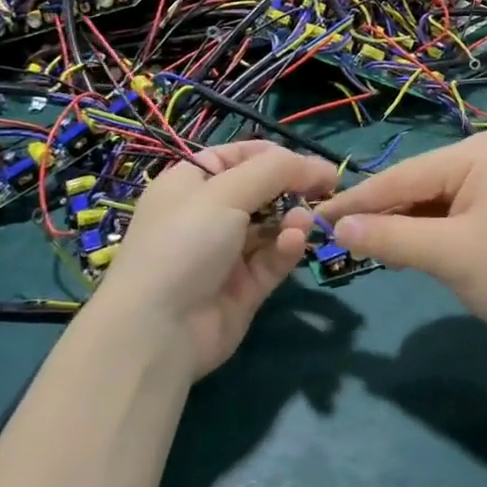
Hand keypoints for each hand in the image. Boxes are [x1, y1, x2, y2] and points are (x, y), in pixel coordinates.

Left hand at [97, 141, 337, 380]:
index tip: (311, 161)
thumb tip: (315, 165)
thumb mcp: (225, 192)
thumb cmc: (184, 243)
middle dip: (293, 187)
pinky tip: (295, 242)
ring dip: (293, 218)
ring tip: (306, 220)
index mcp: (191, 184)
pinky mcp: (244, 287)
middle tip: (328, 187)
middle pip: (261, 190)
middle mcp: (207, 215)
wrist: (158, 331)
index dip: (275, 155)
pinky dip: (287, 248)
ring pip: (272, 225)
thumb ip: (274, 171)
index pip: (238, 157)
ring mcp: (226, 253)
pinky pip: (273, 258)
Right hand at [317, 134, 486, 352]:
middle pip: (415, 186)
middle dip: (381, 216)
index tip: (314, 217)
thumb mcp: (446, 255)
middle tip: (337, 242)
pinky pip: (449, 214)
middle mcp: (484, 156)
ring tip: (370, 254)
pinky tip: (406, 254)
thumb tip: (335, 228)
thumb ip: (389, 238)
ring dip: (402, 228)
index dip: (356, 201)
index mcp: (476, 153)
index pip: (402, 176)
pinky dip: (426, 235)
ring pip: (430, 202)